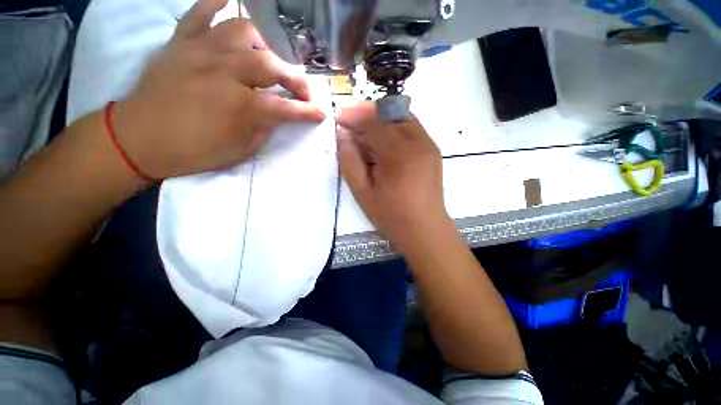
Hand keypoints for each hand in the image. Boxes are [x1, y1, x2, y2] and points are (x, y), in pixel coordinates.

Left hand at [112, 0, 323, 178]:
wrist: (138, 139)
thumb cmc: (193, 151)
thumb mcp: (240, 151)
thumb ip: (263, 129)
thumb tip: (275, 115)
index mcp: (241, 107)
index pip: (286, 107)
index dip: (307, 112)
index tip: (320, 114)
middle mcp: (225, 72)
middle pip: (271, 65)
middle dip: (294, 79)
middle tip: (301, 91)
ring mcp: (201, 52)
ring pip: (242, 31)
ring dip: (263, 46)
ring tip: (267, 61)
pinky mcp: (181, 43)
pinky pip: (200, 12)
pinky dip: (216, 3)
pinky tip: (229, 1)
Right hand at [336, 102, 450, 249]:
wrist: (426, 230)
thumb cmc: (392, 216)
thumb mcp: (363, 193)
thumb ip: (350, 161)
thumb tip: (342, 135)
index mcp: (399, 155)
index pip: (374, 122)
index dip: (354, 116)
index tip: (338, 117)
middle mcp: (419, 143)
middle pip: (390, 112)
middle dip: (367, 112)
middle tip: (349, 120)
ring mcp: (429, 145)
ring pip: (402, 116)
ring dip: (380, 117)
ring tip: (364, 129)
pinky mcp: (433, 150)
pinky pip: (411, 127)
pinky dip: (394, 126)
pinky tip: (382, 139)